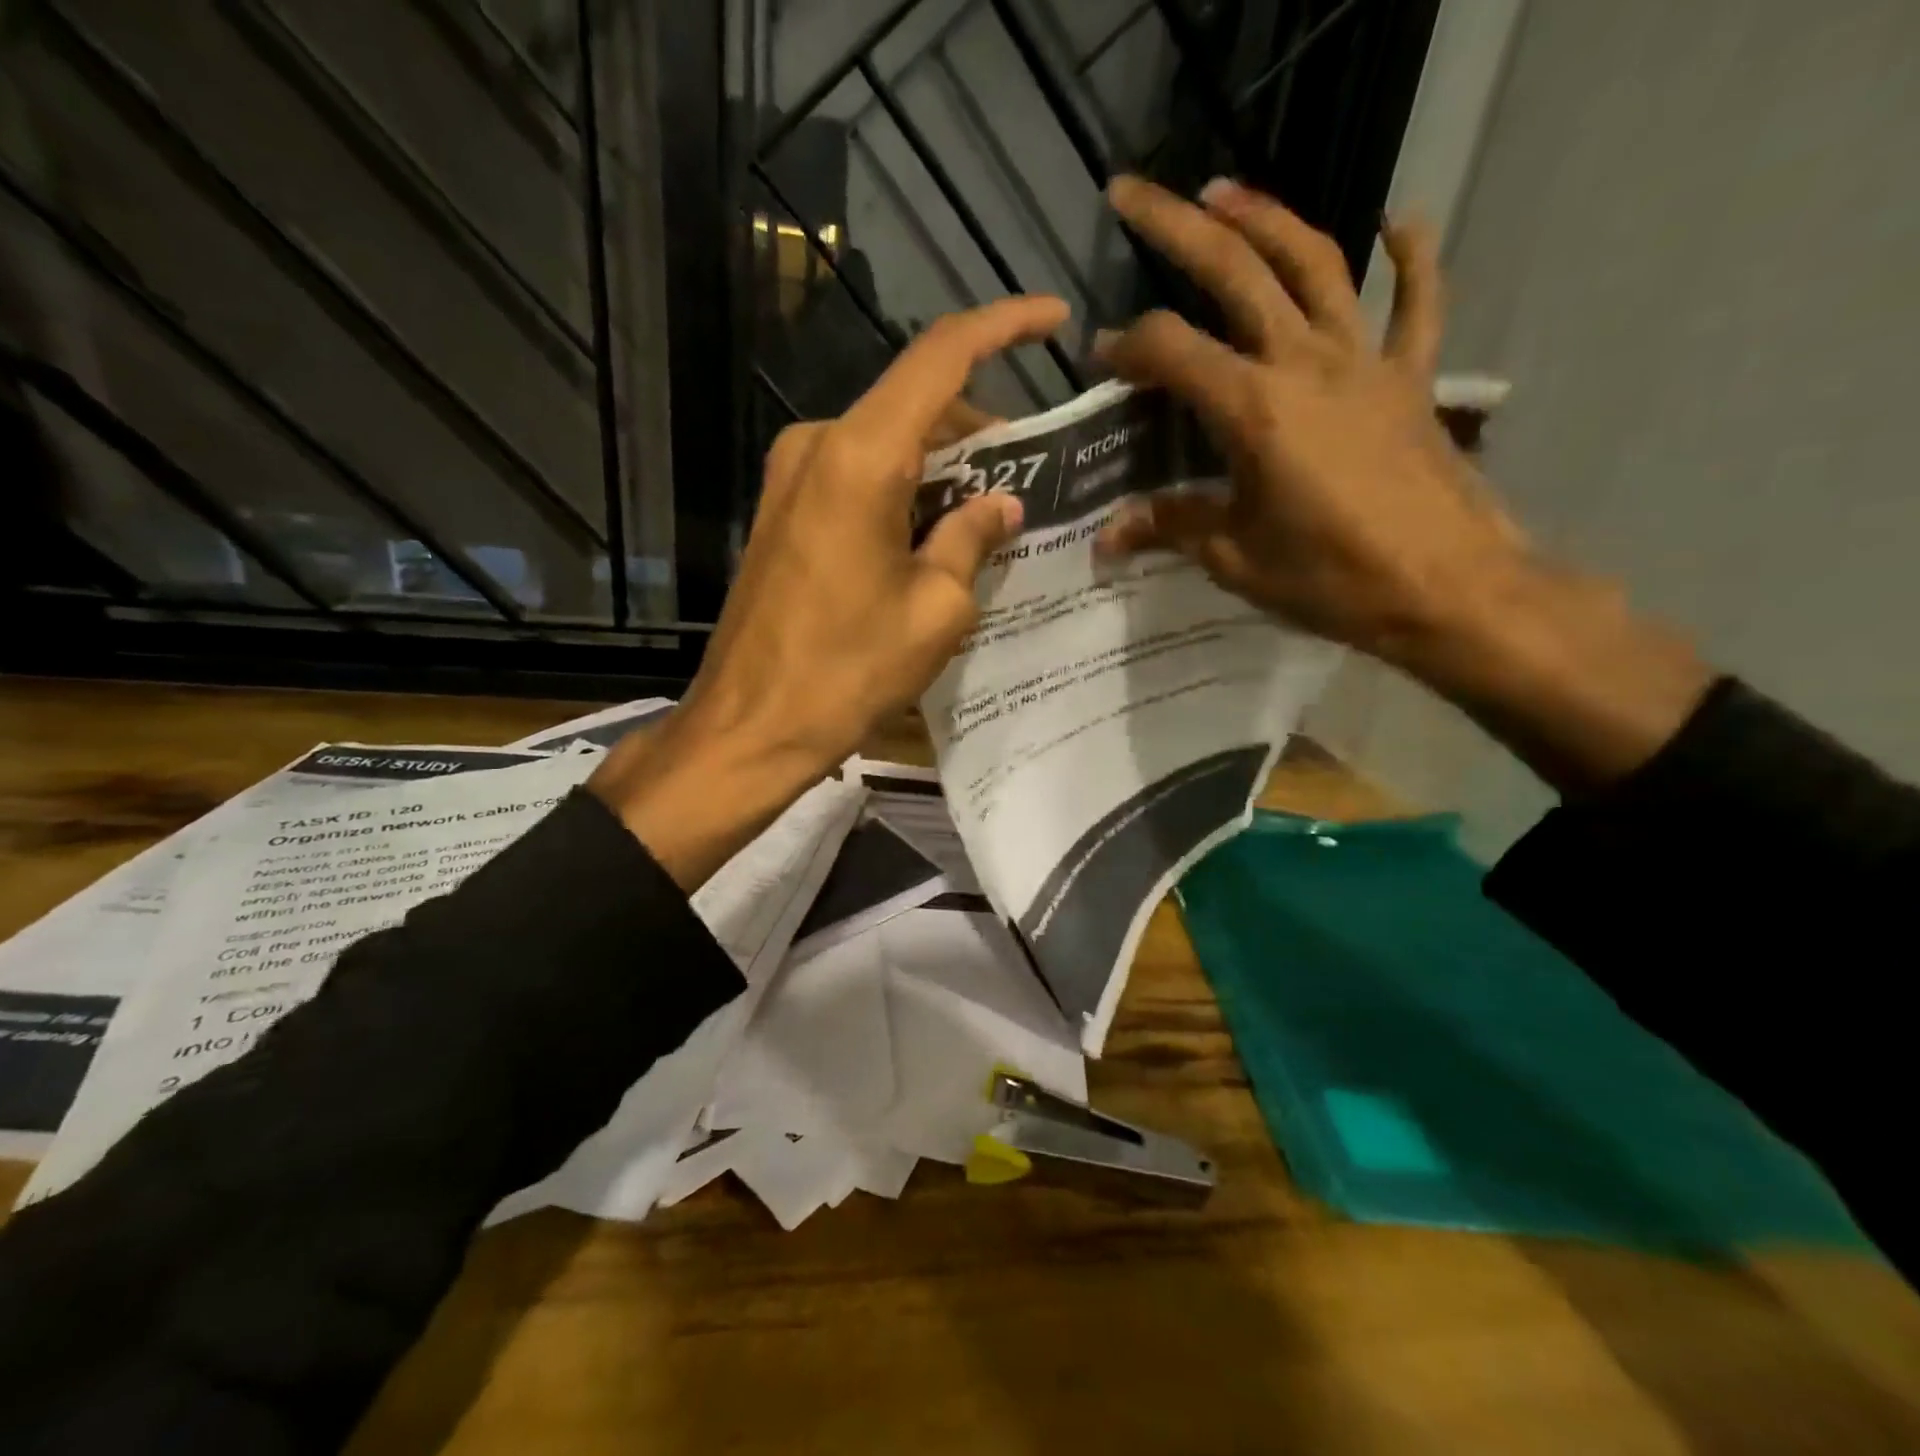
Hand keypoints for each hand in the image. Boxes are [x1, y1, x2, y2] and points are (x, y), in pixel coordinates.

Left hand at [592, 296, 1067, 883]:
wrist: (750, 726)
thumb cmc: (848, 672)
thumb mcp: (935, 610)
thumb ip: (973, 540)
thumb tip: (1002, 505)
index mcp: (862, 457)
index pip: (941, 357)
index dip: (1003, 327)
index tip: (1053, 319)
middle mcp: (819, 445)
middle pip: (915, 405)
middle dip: (978, 431)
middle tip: (1029, 476)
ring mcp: (792, 477)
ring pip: (887, 443)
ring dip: (942, 467)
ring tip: (991, 516)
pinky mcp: (783, 511)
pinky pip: (858, 477)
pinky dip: (904, 491)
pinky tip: (936, 533)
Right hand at [1095, 176, 1709, 791]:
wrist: (1449, 590)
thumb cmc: (1332, 580)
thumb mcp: (1236, 559)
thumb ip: (1172, 527)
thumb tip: (1108, 534)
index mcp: (1254, 411)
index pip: (1172, 352)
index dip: (1127, 347)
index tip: (1101, 361)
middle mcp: (1306, 364)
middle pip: (1236, 270)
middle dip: (1176, 227)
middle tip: (1131, 194)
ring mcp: (1367, 362)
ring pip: (1316, 264)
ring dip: (1267, 219)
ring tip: (1225, 192)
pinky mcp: (1411, 378)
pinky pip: (1418, 303)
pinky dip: (1412, 257)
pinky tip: (1399, 221)